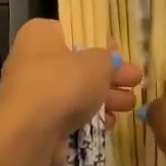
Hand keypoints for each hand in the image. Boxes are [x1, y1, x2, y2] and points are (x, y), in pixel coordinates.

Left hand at [0, 18, 142, 145]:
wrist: (29, 134)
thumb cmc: (64, 83)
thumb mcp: (97, 64)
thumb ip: (109, 59)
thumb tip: (111, 58)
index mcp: (40, 35)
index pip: (71, 32)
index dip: (98, 43)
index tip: (120, 54)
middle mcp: (31, 60)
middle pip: (77, 65)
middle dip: (109, 76)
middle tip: (135, 81)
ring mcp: (32, 92)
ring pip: (74, 91)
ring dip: (104, 98)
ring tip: (131, 105)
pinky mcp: (36, 121)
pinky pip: (67, 113)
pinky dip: (88, 117)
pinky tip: (111, 122)